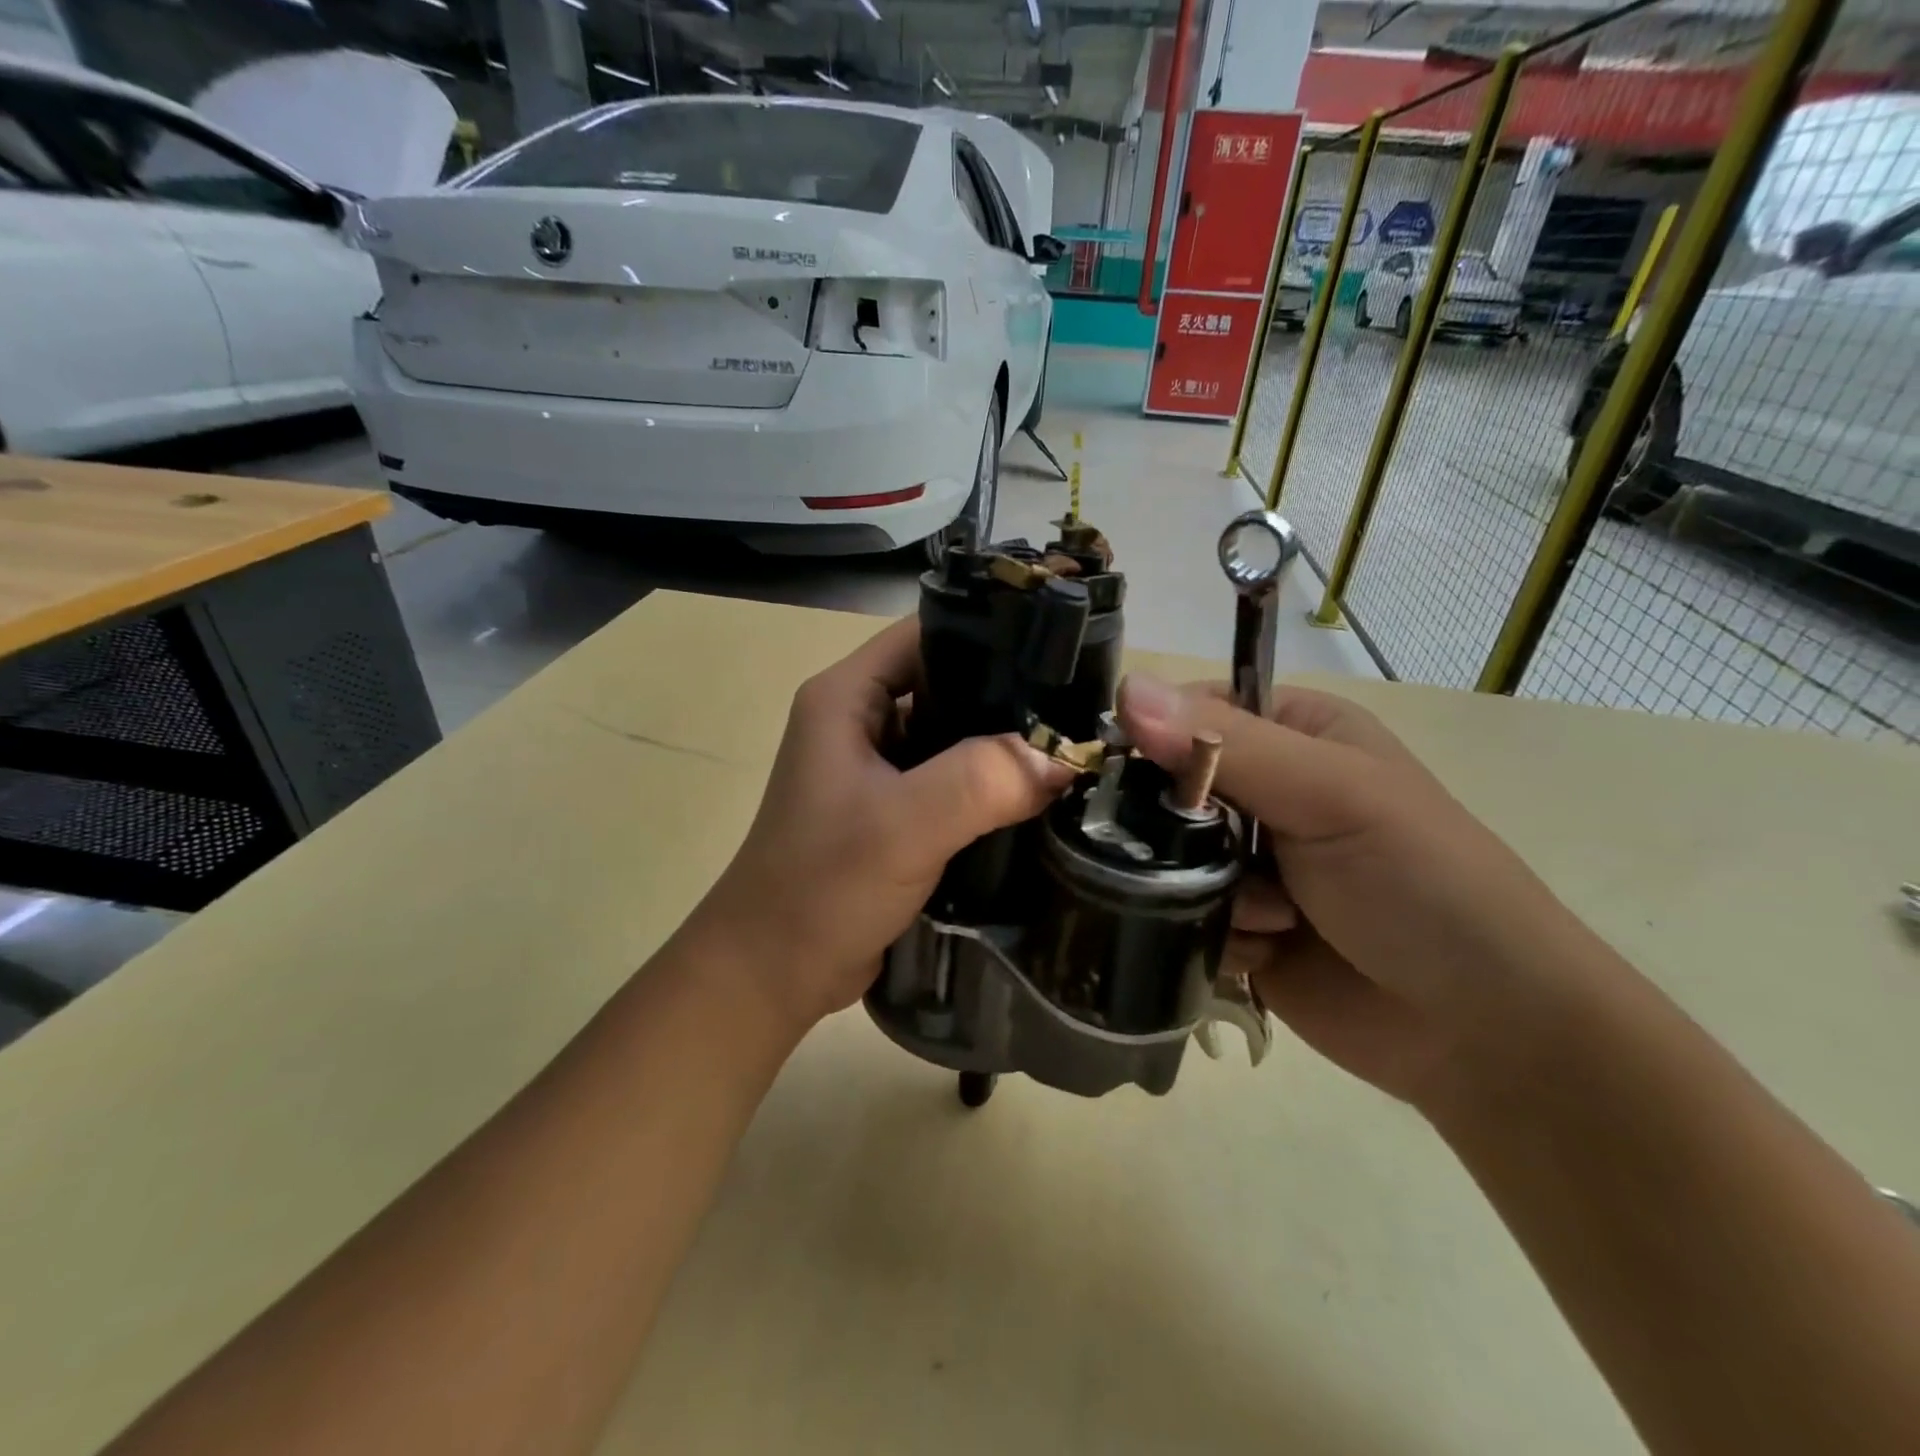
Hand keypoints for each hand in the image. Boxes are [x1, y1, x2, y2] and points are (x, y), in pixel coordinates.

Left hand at [699, 618, 1072, 1031]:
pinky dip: (991, 787)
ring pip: (954, 737)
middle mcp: (860, 721)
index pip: (926, 634)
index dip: (990, 633)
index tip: (1059, 651)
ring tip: (1073, 748)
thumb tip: (1063, 758)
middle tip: (1081, 708)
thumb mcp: (903, 825)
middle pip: (947, 683)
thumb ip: (984, 780)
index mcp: (846, 697)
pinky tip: (1040, 797)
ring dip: (1004, 746)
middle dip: (1009, 695)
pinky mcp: (893, 812)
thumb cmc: (821, 886)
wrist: (772, 973)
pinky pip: (952, 782)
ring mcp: (876, 769)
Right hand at [1118, 675, 1609, 1108]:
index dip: (1150, 739)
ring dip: (1203, 891)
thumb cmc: (1421, 884)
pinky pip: (1181, 916)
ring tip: (1271, 917)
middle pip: (1165, 791)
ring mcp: (1247, 864)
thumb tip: (1127, 687)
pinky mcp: (1237, 926)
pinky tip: (1266, 954)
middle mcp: (1264, 793)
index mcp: (1293, 735)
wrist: (1484, 1032)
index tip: (1128, 778)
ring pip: (1166, 859)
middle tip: (1212, 860)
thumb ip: (1227, 745)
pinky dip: (1215, 935)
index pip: (1187, 714)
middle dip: (1177, 831)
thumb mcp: (1330, 795)